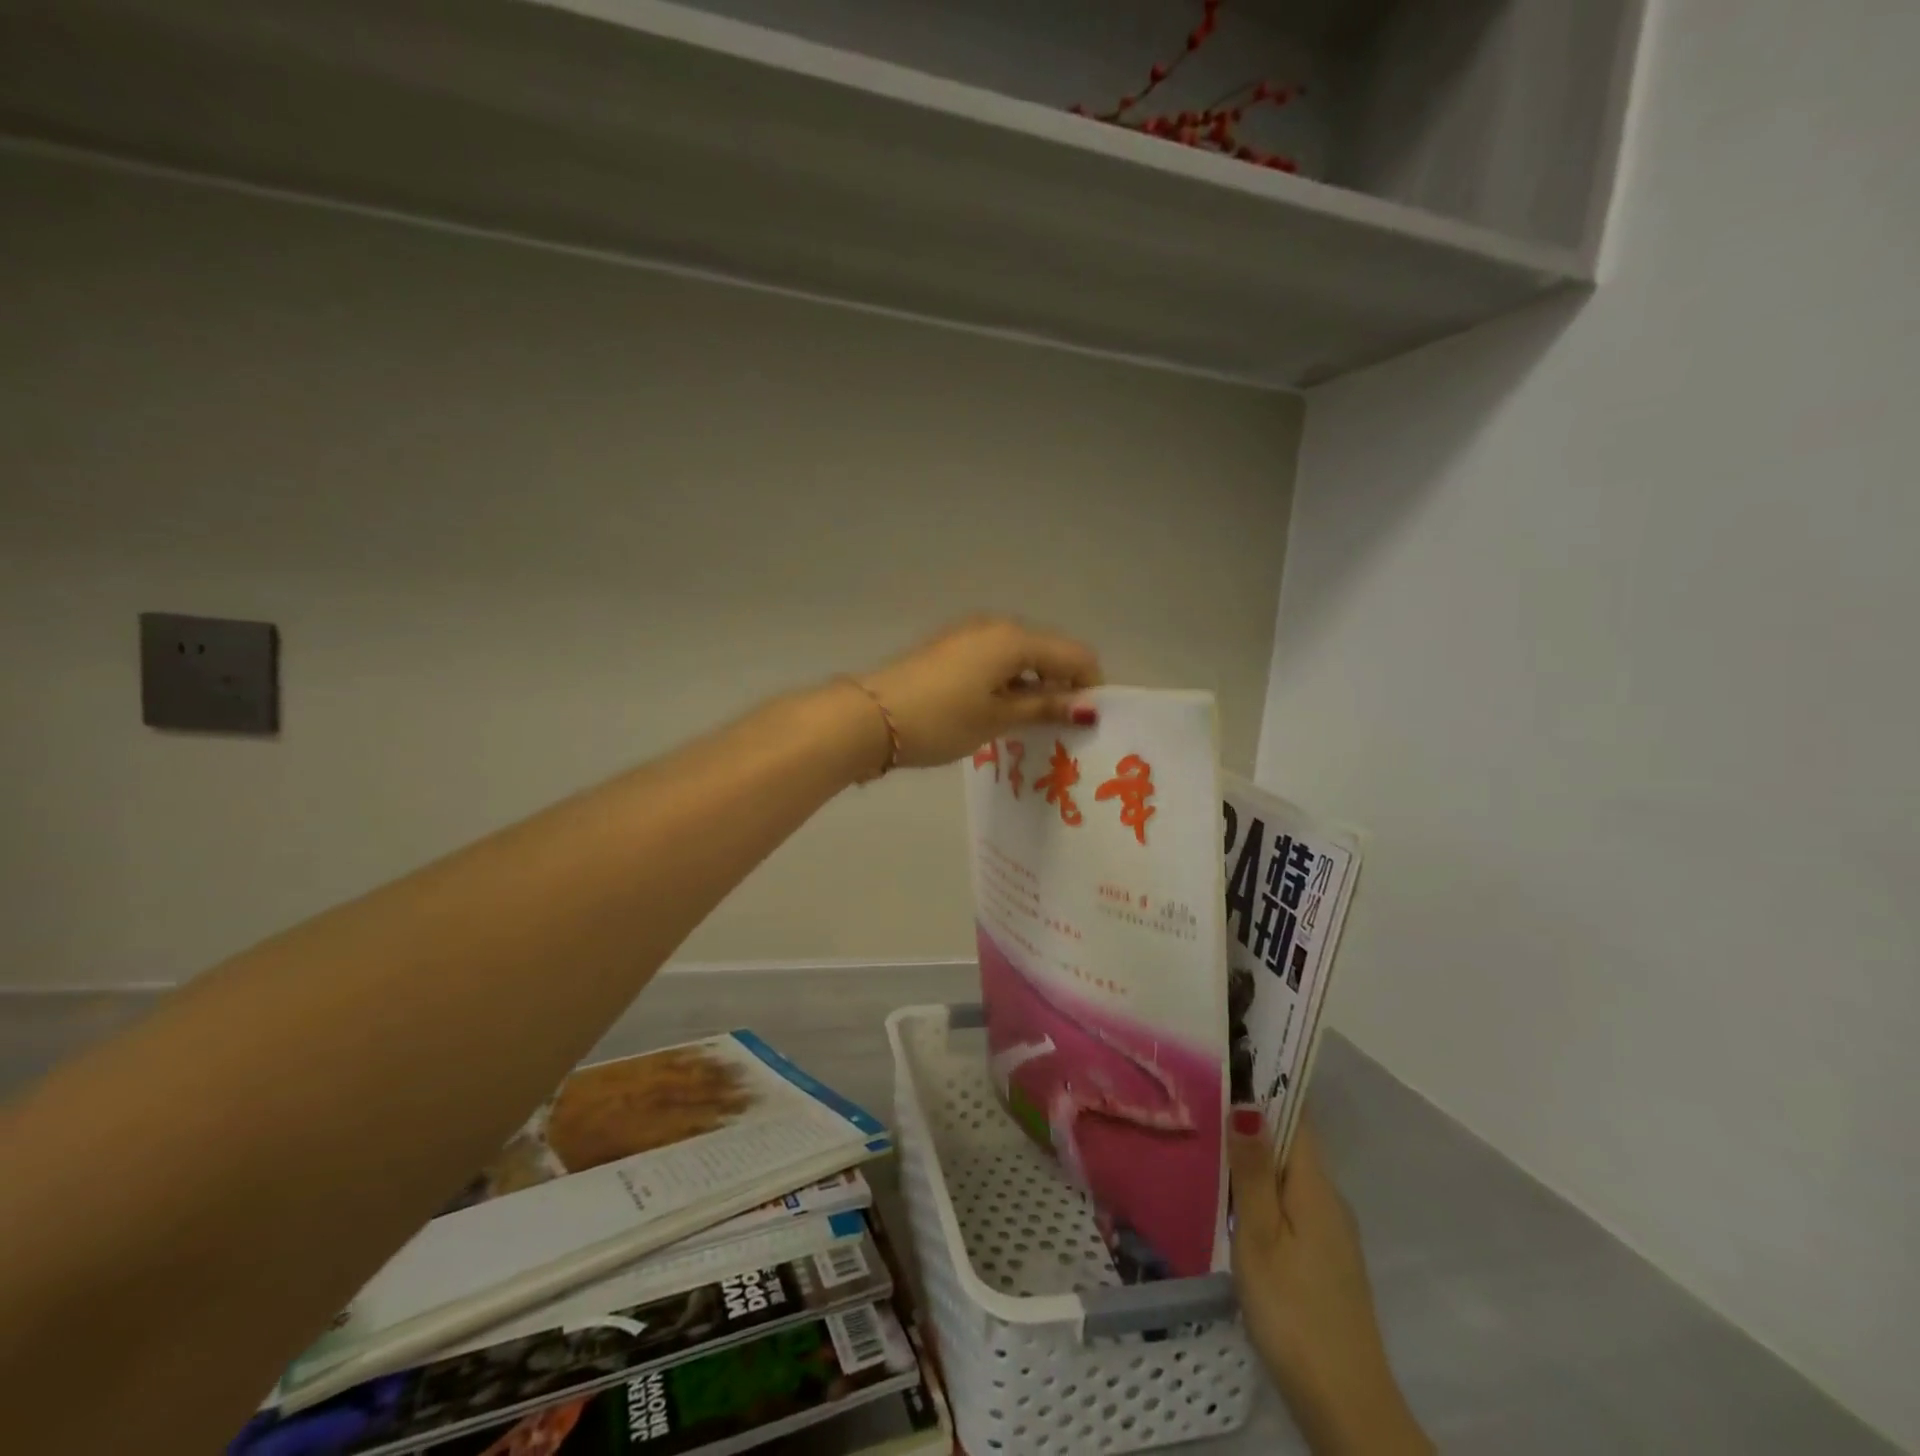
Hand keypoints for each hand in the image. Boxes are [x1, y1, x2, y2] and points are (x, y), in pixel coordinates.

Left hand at [858, 617, 1101, 768]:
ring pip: (1020, 657)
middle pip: (1048, 652)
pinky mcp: (950, 648)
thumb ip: (1044, 708)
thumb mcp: (997, 718)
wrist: (870, 717)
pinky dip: (1007, 683)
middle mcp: (996, 627)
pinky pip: (995, 661)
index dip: (1089, 686)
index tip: (1085, 723)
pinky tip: (998, 712)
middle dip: (1061, 686)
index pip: (1075, 655)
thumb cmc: (941, 720)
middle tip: (1058, 729)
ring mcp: (969, 634)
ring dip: (1033, 686)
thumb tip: (1087, 705)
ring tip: (1028, 727)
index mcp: (1015, 639)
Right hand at [1229, 1114, 1431, 1455]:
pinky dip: (1259, 1185)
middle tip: (1199, 1092)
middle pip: (1289, 1141)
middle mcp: (1328, 1198)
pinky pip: (1288, 1200)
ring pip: (1286, 1172)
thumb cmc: (1294, 1310)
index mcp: (1315, 1185)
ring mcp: (1328, 1230)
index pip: (1295, 1113)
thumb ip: (1252, 1171)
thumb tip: (1248, 1101)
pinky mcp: (1321, 1257)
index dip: (1266, 1082)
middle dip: (1251, 1114)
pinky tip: (1227, 1194)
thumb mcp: (1261, 1236)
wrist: (1345, 1405)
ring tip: (1203, 1133)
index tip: (1228, 1056)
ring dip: (1252, 1152)